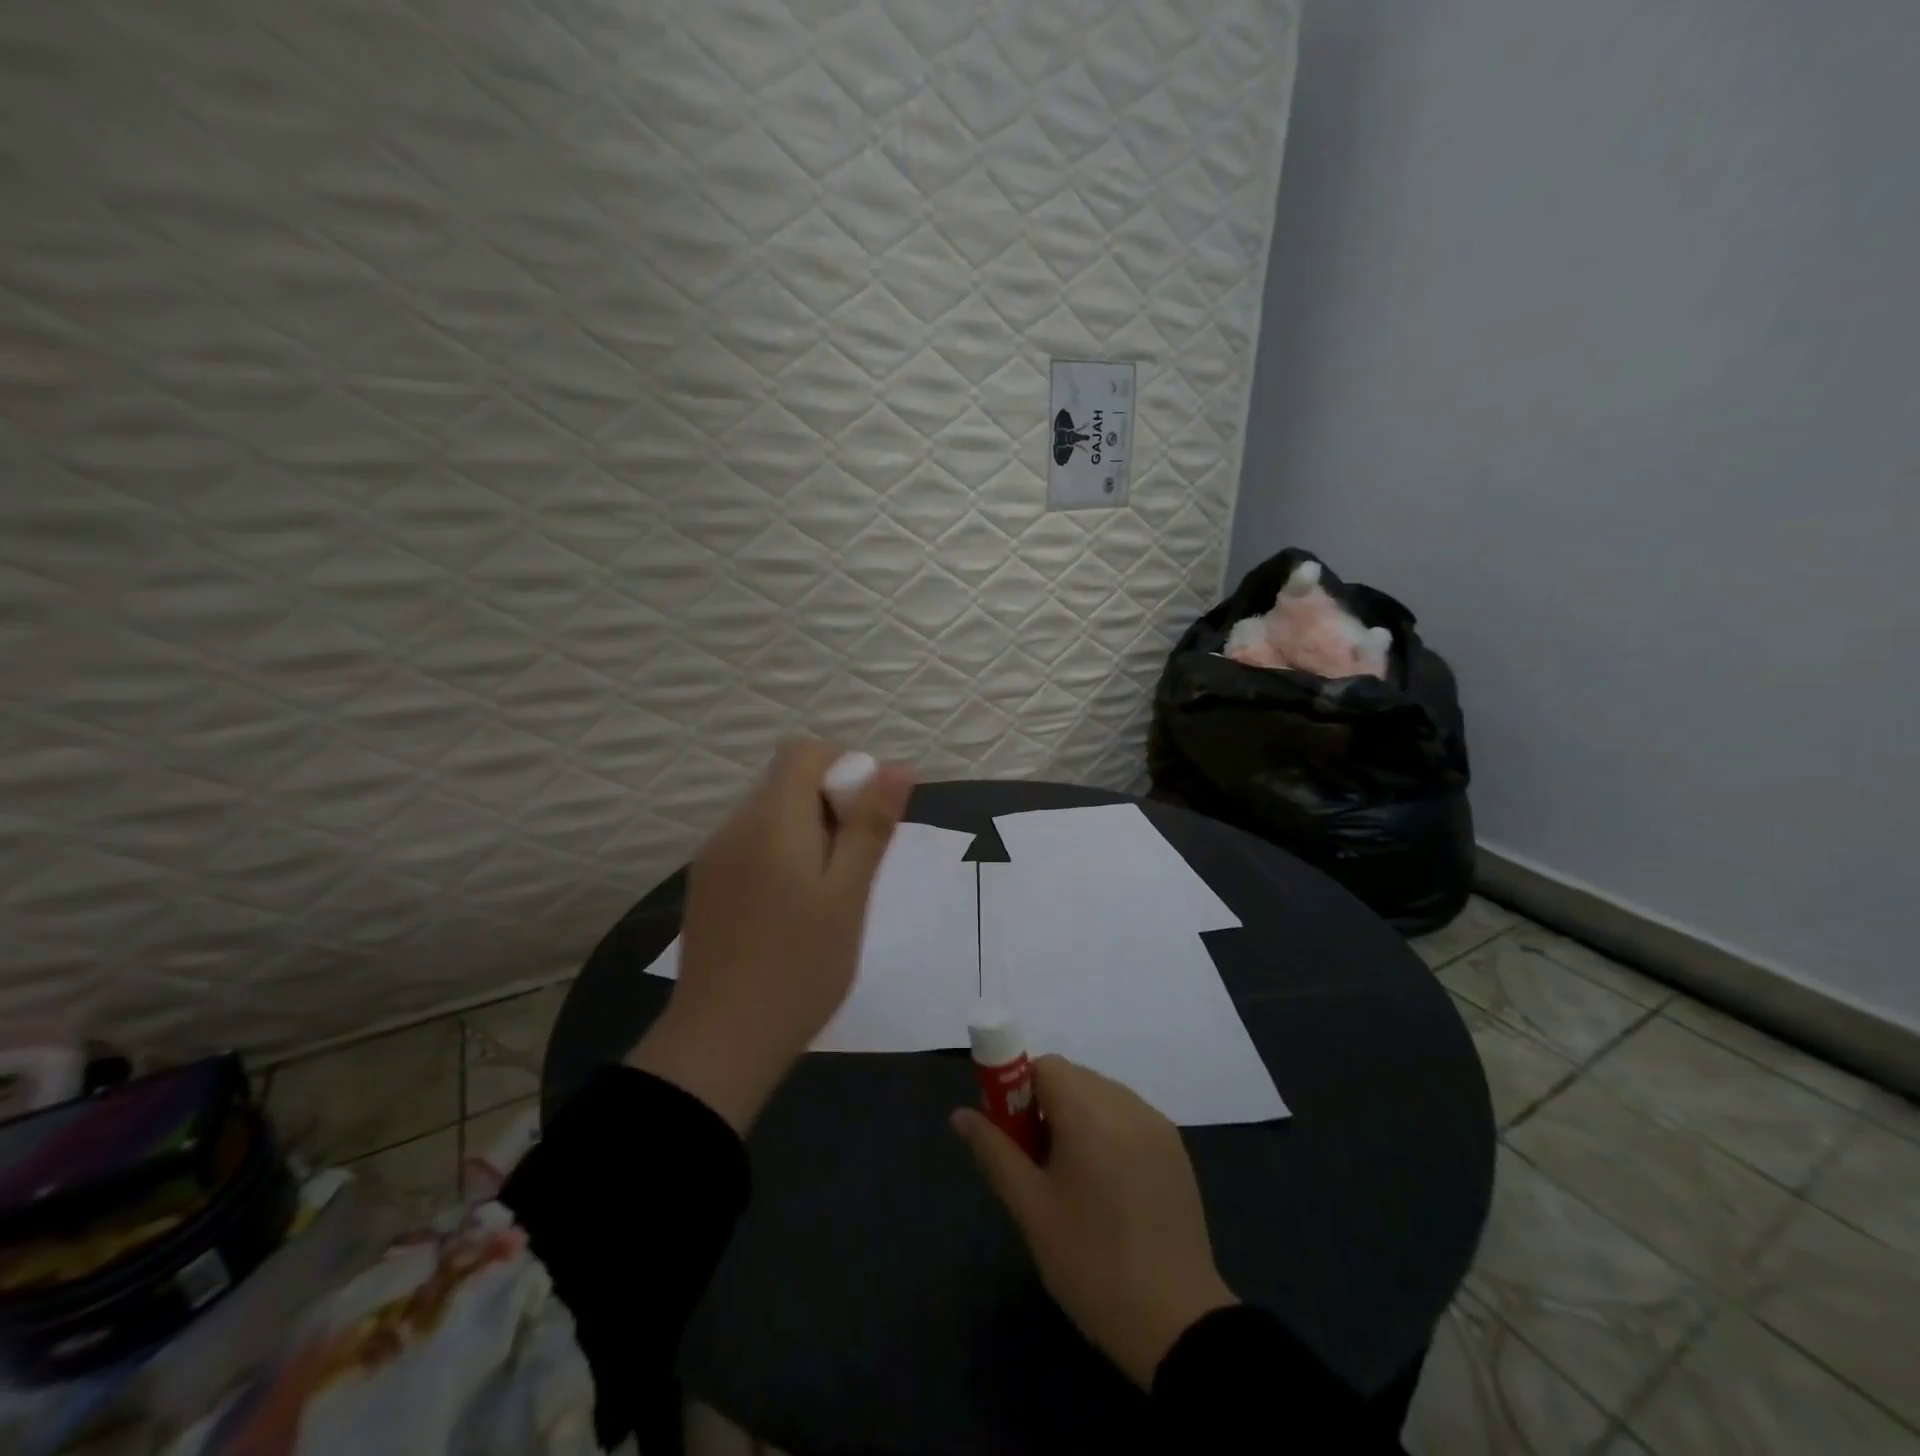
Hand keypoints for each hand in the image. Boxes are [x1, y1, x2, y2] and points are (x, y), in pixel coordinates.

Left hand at [629, 739, 912, 1132]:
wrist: (719, 1043)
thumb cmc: (800, 967)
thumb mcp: (849, 895)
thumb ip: (870, 826)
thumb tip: (897, 767)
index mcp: (771, 820)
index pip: (803, 751)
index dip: (844, 765)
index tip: (868, 814)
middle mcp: (734, 827)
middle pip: (786, 781)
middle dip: (830, 803)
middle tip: (857, 863)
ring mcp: (713, 858)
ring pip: (769, 816)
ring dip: (807, 831)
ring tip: (829, 892)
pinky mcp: (705, 887)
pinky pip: (750, 846)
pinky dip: (781, 854)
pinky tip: (793, 909)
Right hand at [952, 1056, 1237, 1389]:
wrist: (1177, 1323)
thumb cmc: (1091, 1264)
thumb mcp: (1031, 1210)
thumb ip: (994, 1151)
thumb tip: (960, 1114)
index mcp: (1089, 1112)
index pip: (1044, 1067)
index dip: (1019, 1091)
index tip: (1012, 1135)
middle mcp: (1125, 1104)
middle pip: (1072, 1078)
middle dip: (1045, 1107)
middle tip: (1036, 1165)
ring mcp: (1156, 1124)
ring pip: (1100, 1096)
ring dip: (1077, 1118)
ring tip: (1073, 1181)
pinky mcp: (1175, 1148)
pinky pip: (1127, 1117)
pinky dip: (1107, 1132)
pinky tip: (1108, 1187)